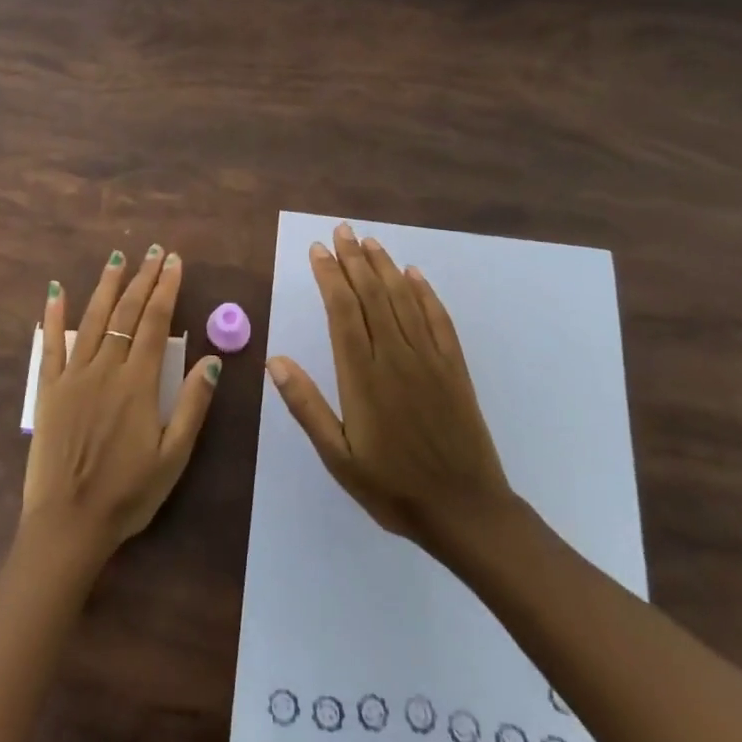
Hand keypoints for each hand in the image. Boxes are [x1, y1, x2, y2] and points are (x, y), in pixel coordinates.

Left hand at [22, 243, 219, 558]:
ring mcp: (73, 376)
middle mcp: (105, 369)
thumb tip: (212, 358)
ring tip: (117, 258)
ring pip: (91, 320)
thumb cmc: (128, 494)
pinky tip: (55, 291)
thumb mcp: (174, 456)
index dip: (166, 289)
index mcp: (138, 384)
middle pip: (125, 313)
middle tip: (153, 250)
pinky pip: (49, 345)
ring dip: (106, 286)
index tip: (174, 263)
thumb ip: (193, 404)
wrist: (69, 523)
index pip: (154, 323)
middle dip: (142, 279)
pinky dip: (53, 316)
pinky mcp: (48, 390)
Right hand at [267, 221, 515, 553]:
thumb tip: (275, 360)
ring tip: (369, 242)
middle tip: (340, 230)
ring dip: (385, 267)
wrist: (466, 511)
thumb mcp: (338, 457)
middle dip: (354, 260)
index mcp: (363, 377)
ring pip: (403, 300)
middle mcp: (396, 357)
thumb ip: (307, 406)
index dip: (329, 276)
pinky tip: (414, 275)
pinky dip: (426, 293)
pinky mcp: (454, 368)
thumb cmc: (392, 487)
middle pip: (372, 296)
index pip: (343, 311)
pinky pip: (438, 319)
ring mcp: (429, 360)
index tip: (318, 250)